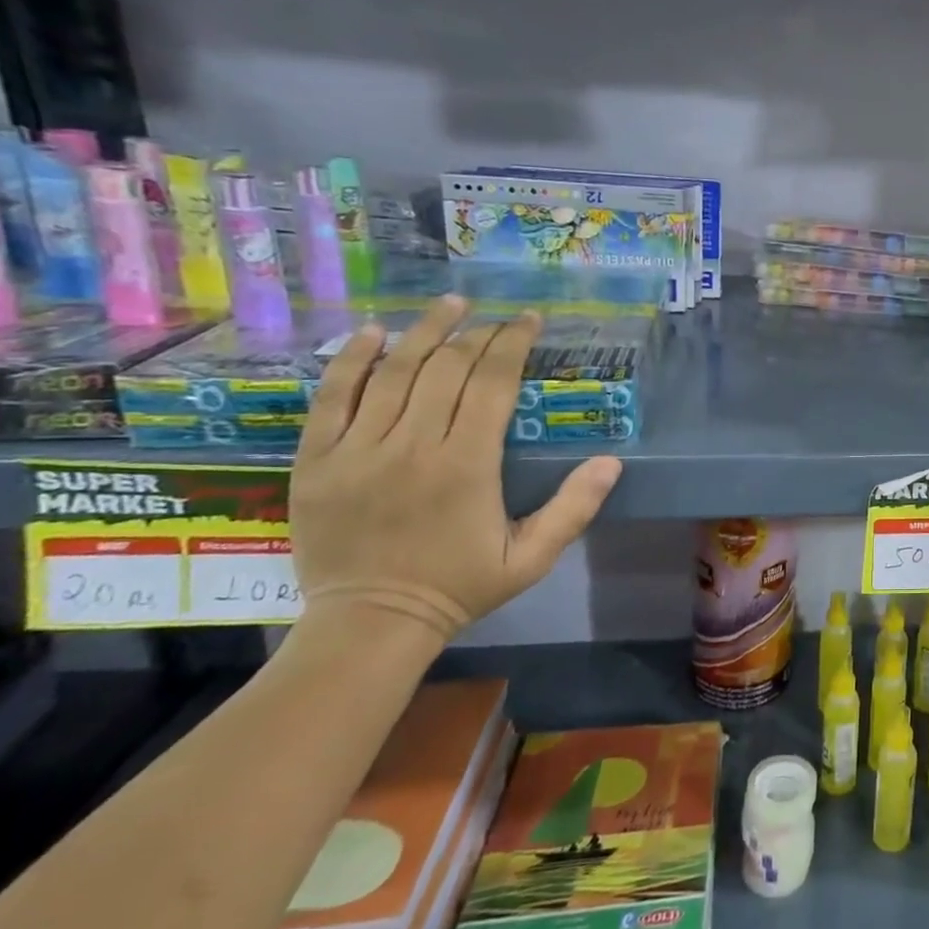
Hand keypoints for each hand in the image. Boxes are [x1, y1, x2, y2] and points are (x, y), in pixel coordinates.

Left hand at [287, 296, 622, 642]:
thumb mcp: (532, 558)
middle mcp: (412, 446)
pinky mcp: (316, 460)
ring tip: (449, 305)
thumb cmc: (460, 587)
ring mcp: (357, 450)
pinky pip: (331, 397)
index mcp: (467, 465)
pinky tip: (372, 333)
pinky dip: (351, 360)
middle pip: (447, 368)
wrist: (370, 623)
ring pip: (392, 372)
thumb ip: (574, 508)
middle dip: (478, 333)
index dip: (513, 344)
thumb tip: (612, 462)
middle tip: (497, 317)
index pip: (492, 383)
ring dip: (424, 332)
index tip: (529, 320)